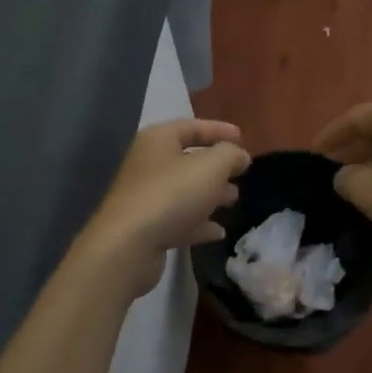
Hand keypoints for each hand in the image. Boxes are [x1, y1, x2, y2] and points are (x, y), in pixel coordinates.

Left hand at [79, 119, 249, 299]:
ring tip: (233, 200)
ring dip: (210, 194)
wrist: (128, 246)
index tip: (243, 138)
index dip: (219, 130)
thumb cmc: (172, 194)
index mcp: (158, 140)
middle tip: (240, 173)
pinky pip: (179, 219)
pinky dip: (199, 223)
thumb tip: (240, 156)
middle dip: (217, 166)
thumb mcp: (211, 166)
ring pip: (185, 190)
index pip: (192, 126)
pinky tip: (218, 231)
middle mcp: (148, 164)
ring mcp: (145, 197)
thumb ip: (231, 155)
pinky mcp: (146, 228)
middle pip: (188, 159)